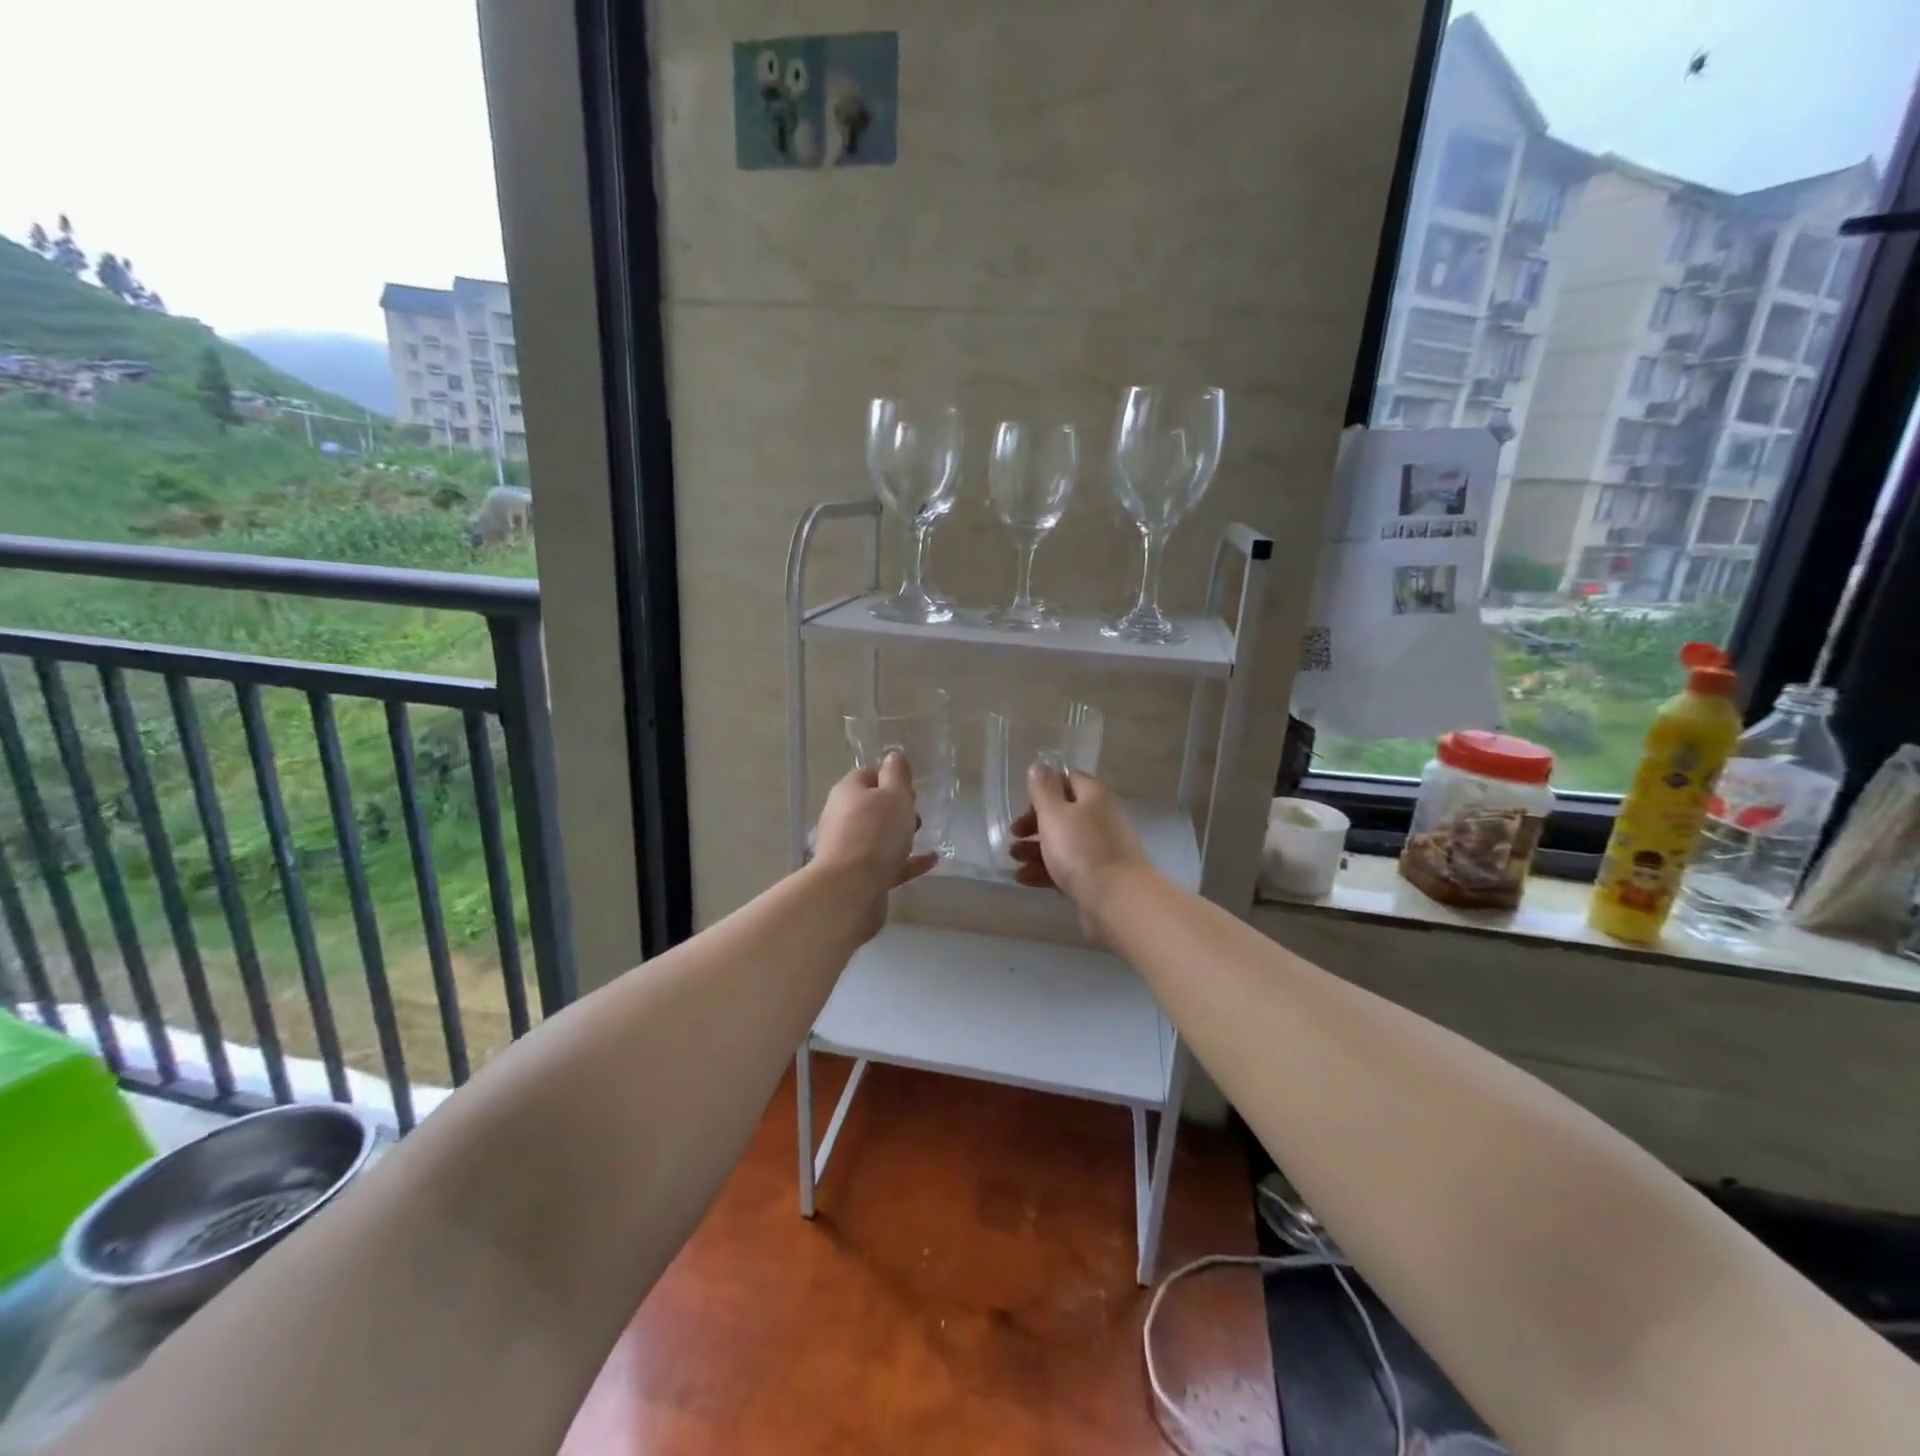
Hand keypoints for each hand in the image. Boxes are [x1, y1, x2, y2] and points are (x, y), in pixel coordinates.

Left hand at [814, 751, 940, 906]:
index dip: (890, 777)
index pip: (868, 774)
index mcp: (848, 792)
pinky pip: (886, 863)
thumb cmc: (875, 833)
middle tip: (916, 813)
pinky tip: (930, 861)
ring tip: (924, 836)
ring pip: (877, 836)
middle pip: (871, 806)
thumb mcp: (894, 795)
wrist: (850, 890)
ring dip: (899, 835)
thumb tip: (893, 756)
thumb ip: (897, 774)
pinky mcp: (858, 876)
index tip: (911, 788)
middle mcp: (842, 817)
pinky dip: (906, 861)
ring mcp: (847, 849)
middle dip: (895, 808)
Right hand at [1008, 763, 1155, 936]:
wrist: (1117, 900)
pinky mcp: (1099, 875)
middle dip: (1034, 824)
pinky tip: (1024, 879)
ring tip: (1014, 860)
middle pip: (1063, 813)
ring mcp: (1102, 848)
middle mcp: (1101, 817)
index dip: (1043, 790)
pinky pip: (1068, 867)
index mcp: (1094, 795)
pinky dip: (1046, 870)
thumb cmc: (1081, 849)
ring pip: (1063, 842)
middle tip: (1014, 835)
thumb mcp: (1054, 813)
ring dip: (1035, 849)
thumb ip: (1043, 788)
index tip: (1023, 806)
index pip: (1067, 779)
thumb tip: (1040, 765)